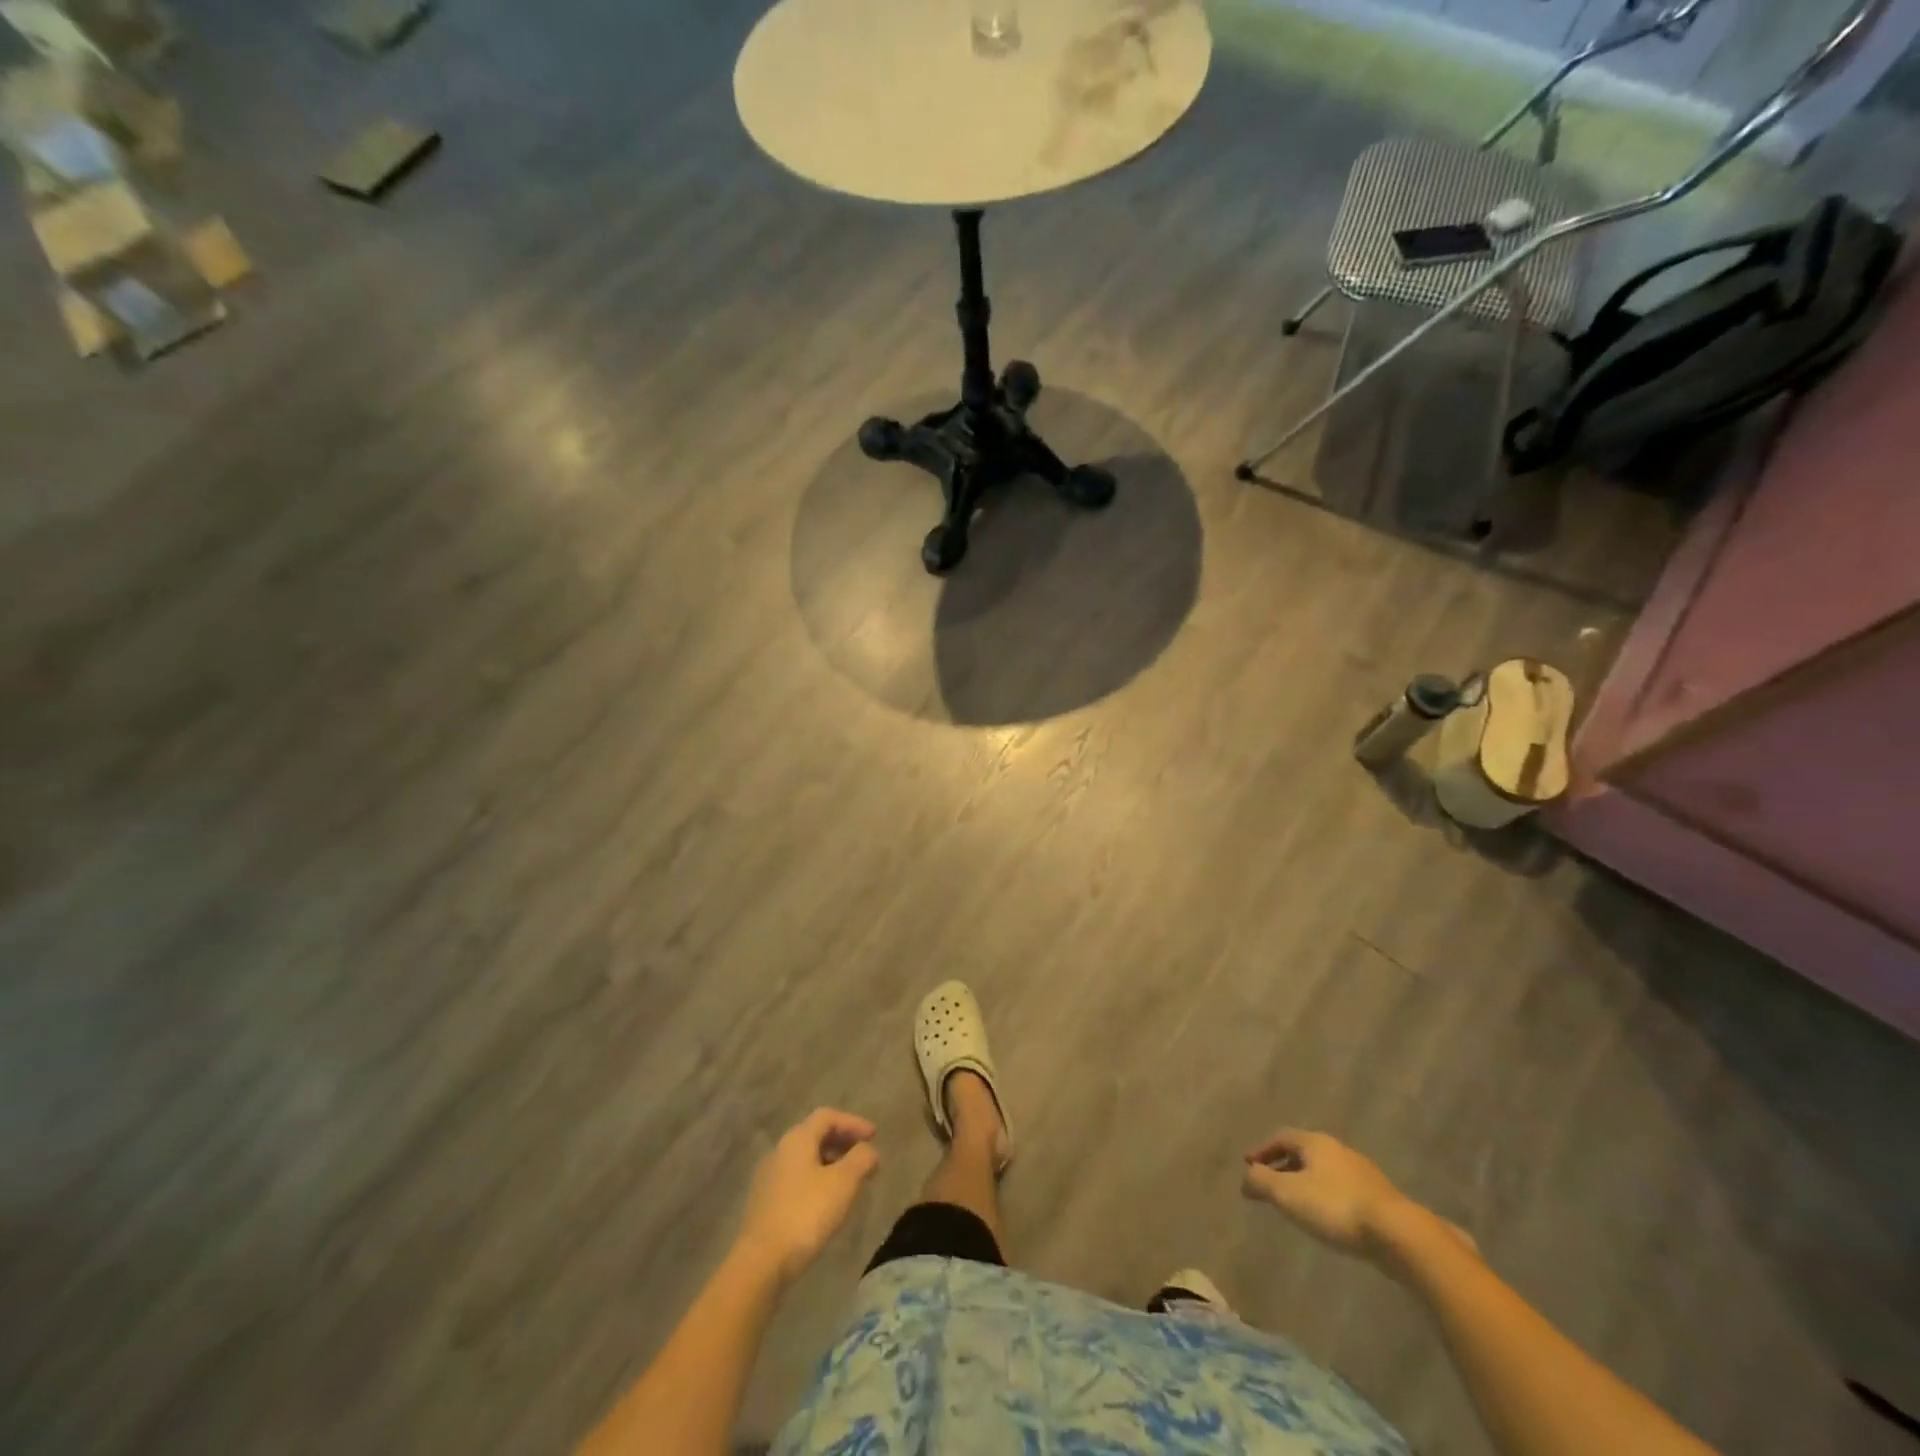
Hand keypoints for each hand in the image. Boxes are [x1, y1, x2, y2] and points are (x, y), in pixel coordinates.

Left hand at [736, 1108, 880, 1286]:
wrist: (760, 1262)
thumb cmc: (805, 1214)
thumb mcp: (843, 1184)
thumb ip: (860, 1160)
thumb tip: (869, 1150)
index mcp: (797, 1139)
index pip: (828, 1116)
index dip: (853, 1122)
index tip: (874, 1136)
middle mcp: (780, 1150)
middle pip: (815, 1135)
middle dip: (843, 1142)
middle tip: (864, 1156)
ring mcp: (769, 1177)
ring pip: (805, 1158)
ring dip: (831, 1162)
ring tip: (850, 1181)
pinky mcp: (765, 1202)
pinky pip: (797, 1178)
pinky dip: (817, 1179)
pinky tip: (826, 1202)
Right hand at [1241, 1128, 1416, 1262]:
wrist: (1398, 1234)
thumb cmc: (1335, 1207)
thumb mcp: (1288, 1194)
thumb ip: (1261, 1181)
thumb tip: (1246, 1176)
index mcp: (1315, 1142)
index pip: (1281, 1137)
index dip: (1262, 1150)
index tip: (1248, 1165)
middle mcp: (1338, 1150)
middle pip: (1303, 1152)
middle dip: (1283, 1166)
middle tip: (1269, 1184)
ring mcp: (1362, 1173)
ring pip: (1324, 1171)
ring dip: (1305, 1182)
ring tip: (1296, 1204)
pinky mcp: (1379, 1198)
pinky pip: (1342, 1190)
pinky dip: (1325, 1197)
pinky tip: (1327, 1218)